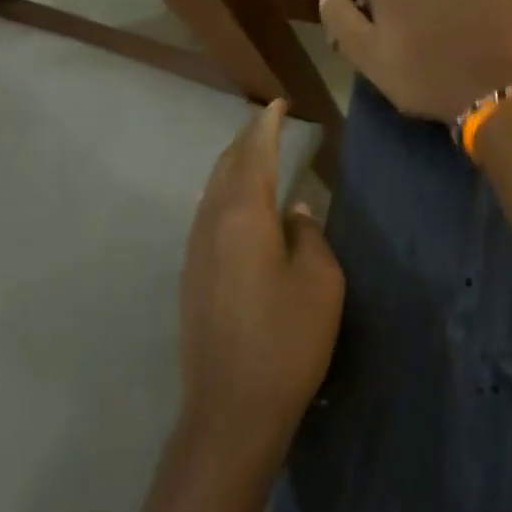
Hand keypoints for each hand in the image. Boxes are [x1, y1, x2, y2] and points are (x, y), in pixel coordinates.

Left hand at [179, 99, 344, 467]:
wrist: (232, 408)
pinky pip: (208, 217)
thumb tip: (295, 211)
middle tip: (267, 122)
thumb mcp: (320, 280)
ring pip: (212, 192)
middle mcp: (211, 225)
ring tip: (254, 155)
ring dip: (233, 167)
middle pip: (226, 168)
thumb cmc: (287, 339)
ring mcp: (196, 253)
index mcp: (244, 216)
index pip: (254, 155)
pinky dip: (225, 196)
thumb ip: (308, 235)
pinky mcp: (192, 278)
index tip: (278, 103)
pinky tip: (236, 204)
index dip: (266, 125)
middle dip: (245, 141)